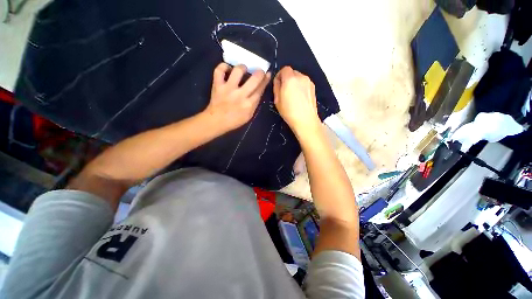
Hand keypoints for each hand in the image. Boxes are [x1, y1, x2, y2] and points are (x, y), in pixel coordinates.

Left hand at [204, 63, 270, 132]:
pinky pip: (219, 70)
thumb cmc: (234, 120)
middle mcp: (240, 95)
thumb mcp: (249, 115)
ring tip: (243, 69)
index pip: (260, 89)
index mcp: (249, 105)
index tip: (267, 74)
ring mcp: (228, 89)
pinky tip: (228, 68)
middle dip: (259, 72)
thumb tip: (259, 90)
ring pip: (238, 71)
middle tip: (259, 71)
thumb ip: (254, 103)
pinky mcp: (217, 85)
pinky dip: (224, 66)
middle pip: (254, 79)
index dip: (265, 80)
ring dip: (243, 67)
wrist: (216, 121)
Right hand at [273, 66, 320, 137]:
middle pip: (292, 72)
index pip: (284, 69)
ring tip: (292, 95)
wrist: (305, 120)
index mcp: (290, 79)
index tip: (278, 84)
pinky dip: (300, 86)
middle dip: (287, 79)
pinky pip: (304, 83)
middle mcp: (301, 77)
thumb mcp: (277, 100)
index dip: (280, 76)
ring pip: (299, 77)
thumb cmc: (289, 112)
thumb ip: (276, 87)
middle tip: (285, 90)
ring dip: (294, 83)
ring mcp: (308, 82)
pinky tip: (299, 97)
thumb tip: (278, 80)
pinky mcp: (313, 88)